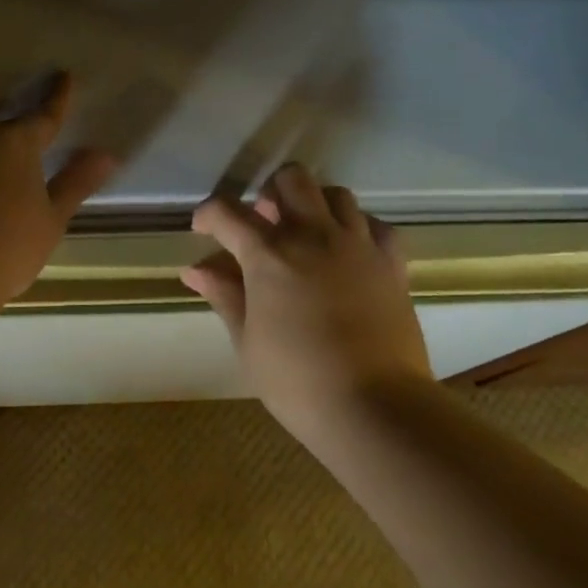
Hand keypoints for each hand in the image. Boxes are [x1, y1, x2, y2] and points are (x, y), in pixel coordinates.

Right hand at [182, 164, 430, 427]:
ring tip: (306, 234)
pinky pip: (376, 226)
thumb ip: (224, 295)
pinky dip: (358, 228)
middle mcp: (313, 235)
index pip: (228, 212)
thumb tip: (195, 269)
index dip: (208, 214)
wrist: (375, 408)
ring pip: (336, 194)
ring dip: (314, 205)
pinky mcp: (391, 264)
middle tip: (263, 224)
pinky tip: (350, 251)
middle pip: (291, 180)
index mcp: (269, 255)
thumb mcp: (248, 342)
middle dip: (270, 193)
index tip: (202, 229)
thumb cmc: (298, 381)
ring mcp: (357, 245)